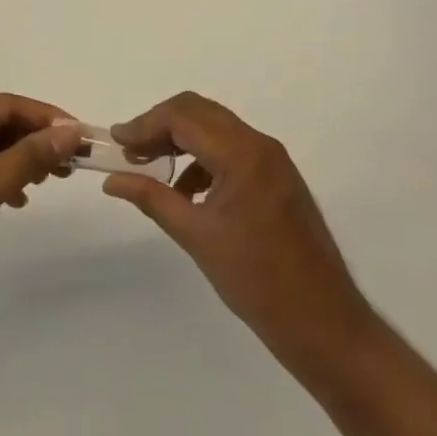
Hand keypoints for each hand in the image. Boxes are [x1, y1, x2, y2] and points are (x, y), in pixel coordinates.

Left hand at [0, 93, 82, 325]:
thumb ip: (31, 155)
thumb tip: (71, 129)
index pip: (13, 103)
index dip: (50, 119)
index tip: (82, 139)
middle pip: (0, 120)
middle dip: (36, 140)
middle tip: (69, 166)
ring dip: (17, 159)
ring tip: (46, 183)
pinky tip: (12, 199)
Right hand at [104, 92, 372, 378]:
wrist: (325, 324)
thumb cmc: (258, 282)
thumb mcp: (197, 237)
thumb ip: (152, 199)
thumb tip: (111, 180)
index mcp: (242, 154)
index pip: (183, 116)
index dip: (145, 124)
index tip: (116, 141)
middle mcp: (259, 144)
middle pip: (199, 111)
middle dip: (160, 125)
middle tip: (130, 150)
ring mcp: (272, 158)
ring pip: (215, 127)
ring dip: (180, 139)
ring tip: (150, 168)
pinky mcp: (277, 175)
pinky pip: (232, 148)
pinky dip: (203, 157)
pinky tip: (186, 190)